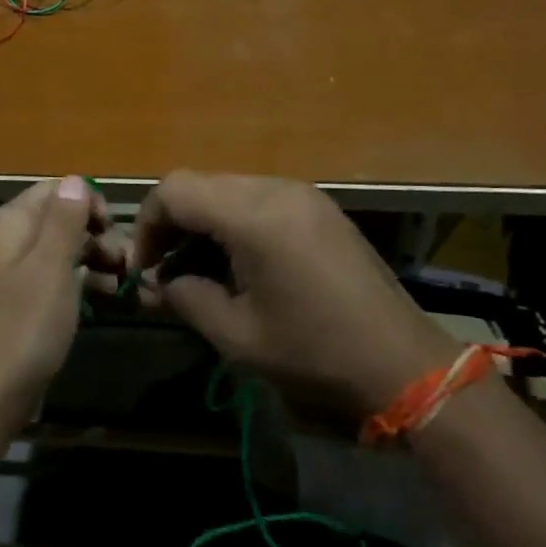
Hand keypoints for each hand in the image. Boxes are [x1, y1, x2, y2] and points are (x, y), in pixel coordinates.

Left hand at [0, 176, 118, 425]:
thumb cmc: (24, 325)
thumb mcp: (51, 266)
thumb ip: (64, 220)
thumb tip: (75, 180)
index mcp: (11, 224)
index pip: (55, 190)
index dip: (88, 202)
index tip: (114, 228)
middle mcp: (8, 242)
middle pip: (58, 220)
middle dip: (95, 234)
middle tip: (126, 261)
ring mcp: (11, 274)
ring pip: (59, 252)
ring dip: (93, 259)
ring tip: (122, 281)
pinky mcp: (19, 304)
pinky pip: (54, 280)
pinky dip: (79, 283)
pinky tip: (103, 297)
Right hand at [132, 172, 458, 416]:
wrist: (401, 361)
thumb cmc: (313, 352)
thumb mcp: (237, 335)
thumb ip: (187, 297)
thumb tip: (159, 283)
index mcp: (253, 215)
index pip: (174, 190)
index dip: (146, 225)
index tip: (144, 269)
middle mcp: (276, 189)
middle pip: (200, 184)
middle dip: (172, 224)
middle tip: (165, 272)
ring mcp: (302, 194)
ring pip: (228, 189)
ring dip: (203, 222)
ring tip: (200, 271)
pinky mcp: (319, 208)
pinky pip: (259, 199)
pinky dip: (234, 222)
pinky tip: (239, 264)